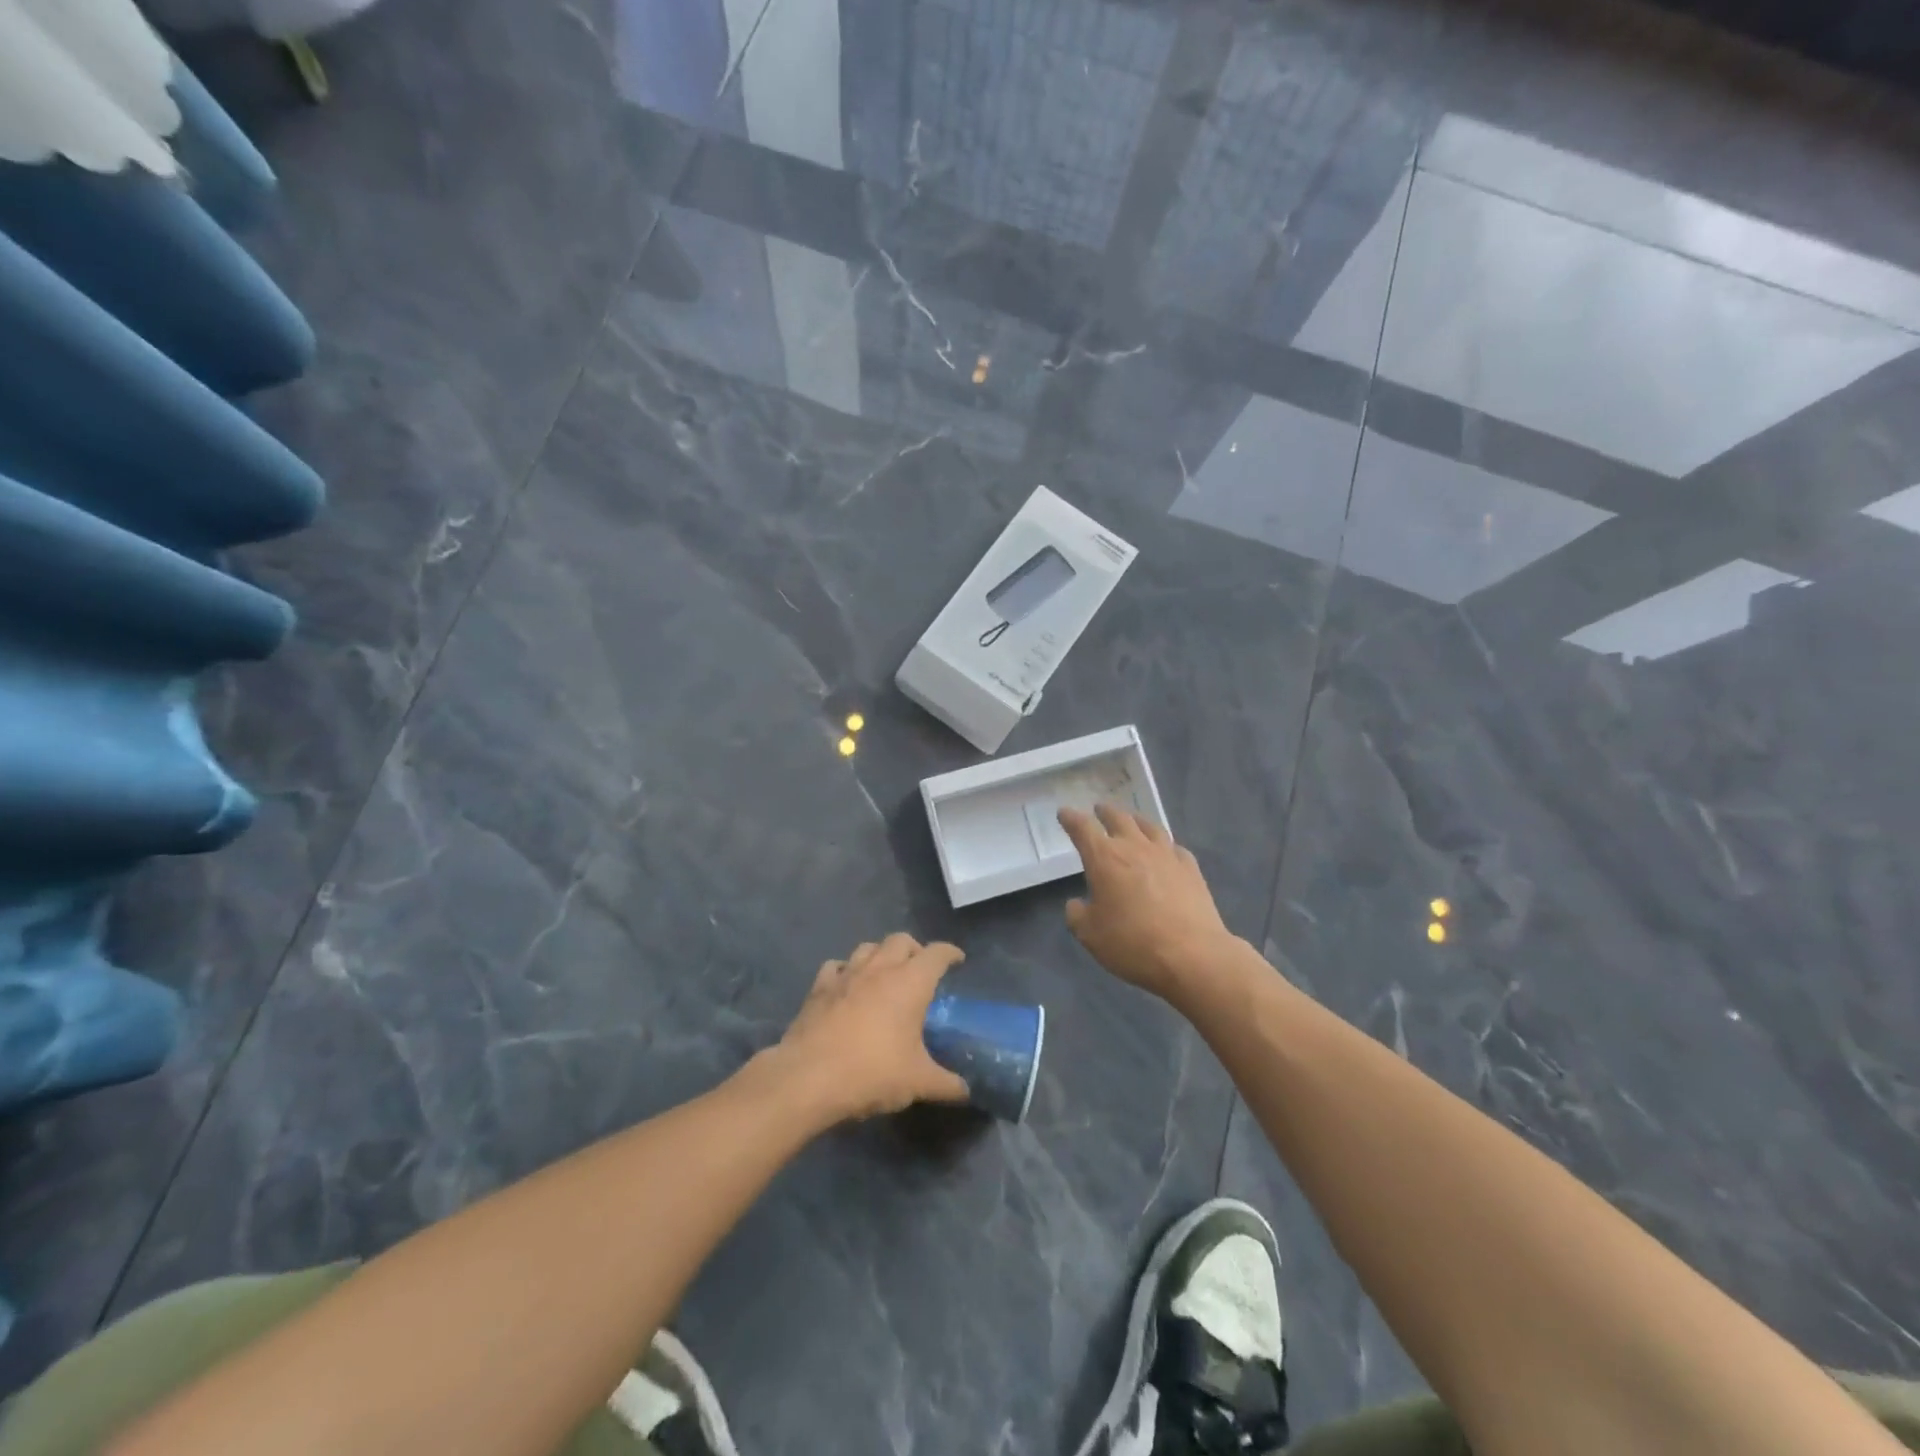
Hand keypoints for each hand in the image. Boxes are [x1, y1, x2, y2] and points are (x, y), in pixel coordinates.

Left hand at [776, 933, 970, 1121]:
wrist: (809, 1078)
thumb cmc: (872, 1072)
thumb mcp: (918, 1082)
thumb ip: (946, 1084)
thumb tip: (966, 1091)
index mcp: (910, 982)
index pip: (936, 954)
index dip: (950, 953)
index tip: (957, 960)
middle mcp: (879, 968)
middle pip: (901, 940)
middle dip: (915, 949)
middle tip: (921, 970)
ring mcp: (846, 974)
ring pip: (868, 947)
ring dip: (881, 954)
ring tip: (886, 974)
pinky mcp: (819, 987)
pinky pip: (837, 966)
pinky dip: (847, 970)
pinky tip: (848, 986)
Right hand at [1059, 804, 1234, 1001]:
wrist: (1192, 955)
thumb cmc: (1132, 943)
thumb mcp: (1090, 935)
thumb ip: (1077, 915)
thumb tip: (1077, 904)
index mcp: (1105, 858)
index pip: (1083, 828)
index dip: (1071, 818)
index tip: (1064, 813)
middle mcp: (1135, 847)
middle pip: (1118, 818)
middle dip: (1105, 812)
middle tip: (1099, 809)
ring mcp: (1167, 855)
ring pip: (1149, 826)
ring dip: (1136, 820)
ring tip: (1132, 820)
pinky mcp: (1191, 869)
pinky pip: (1174, 847)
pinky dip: (1164, 845)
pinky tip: (1166, 851)